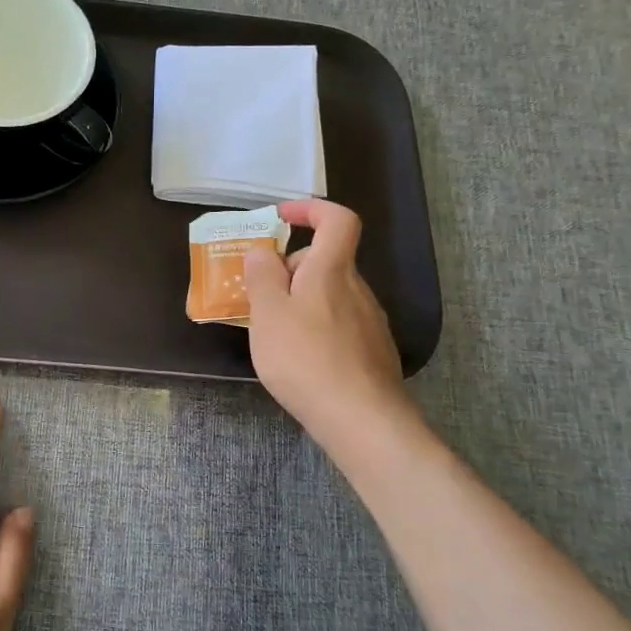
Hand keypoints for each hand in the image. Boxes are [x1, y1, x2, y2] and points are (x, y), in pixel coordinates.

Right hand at [245, 199, 429, 466]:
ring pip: (331, 295)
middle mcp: (357, 289)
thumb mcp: (268, 314)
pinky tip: (299, 359)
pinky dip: (315, 327)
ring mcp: (370, 322)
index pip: (338, 219)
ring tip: (272, 331)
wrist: (362, 420)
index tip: (280, 218)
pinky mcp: (372, 352)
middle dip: (290, 269)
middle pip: (326, 261)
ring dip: (300, 301)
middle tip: (258, 295)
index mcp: (332, 271)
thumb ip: (262, 276)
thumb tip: (264, 251)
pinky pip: (339, 323)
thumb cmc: (306, 359)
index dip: (311, 209)